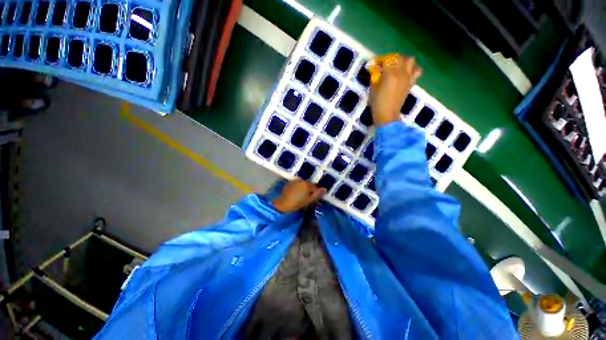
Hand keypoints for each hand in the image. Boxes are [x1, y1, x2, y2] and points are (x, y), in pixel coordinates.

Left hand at [272, 179, 325, 212]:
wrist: (282, 205)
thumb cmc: (297, 204)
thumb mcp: (309, 201)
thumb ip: (317, 194)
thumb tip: (325, 189)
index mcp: (307, 184)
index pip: (315, 187)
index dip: (315, 193)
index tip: (313, 199)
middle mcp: (301, 179)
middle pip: (309, 184)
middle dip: (309, 190)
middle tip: (307, 198)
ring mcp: (294, 180)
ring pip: (303, 184)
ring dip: (303, 188)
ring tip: (301, 196)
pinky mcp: (289, 182)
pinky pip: (297, 184)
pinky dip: (298, 188)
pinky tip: (295, 194)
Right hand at [368, 54, 421, 126]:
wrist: (387, 115)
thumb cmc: (377, 103)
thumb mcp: (372, 89)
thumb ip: (375, 77)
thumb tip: (376, 69)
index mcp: (390, 74)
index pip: (386, 60)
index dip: (379, 60)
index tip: (374, 63)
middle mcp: (401, 73)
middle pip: (398, 58)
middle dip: (391, 59)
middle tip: (384, 64)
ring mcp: (407, 78)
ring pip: (410, 61)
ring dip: (403, 61)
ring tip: (397, 66)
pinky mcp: (411, 83)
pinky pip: (416, 71)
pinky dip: (412, 69)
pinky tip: (406, 73)